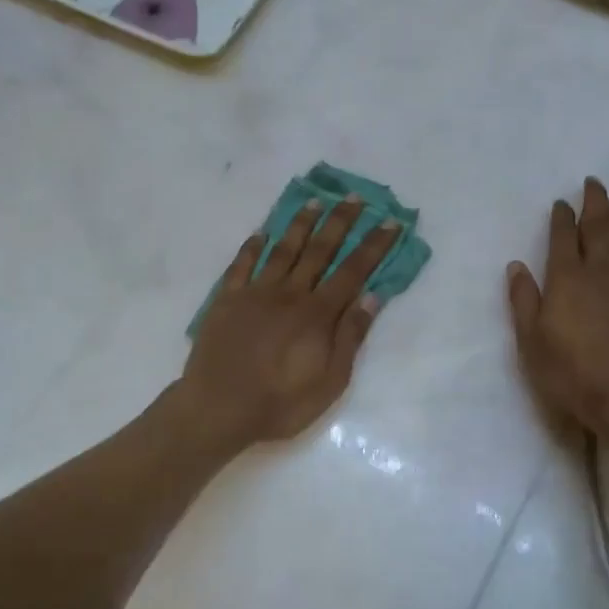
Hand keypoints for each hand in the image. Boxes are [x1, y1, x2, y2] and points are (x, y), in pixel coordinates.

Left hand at [180, 198, 400, 451]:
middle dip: (340, 222)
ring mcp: (255, 293)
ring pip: (282, 250)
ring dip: (300, 224)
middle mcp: (289, 293)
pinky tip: (261, 232)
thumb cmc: (280, 403)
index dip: (373, 246)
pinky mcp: (227, 300)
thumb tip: (372, 297)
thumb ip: (350, 337)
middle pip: (320, 250)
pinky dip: (252, 247)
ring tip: (314, 201)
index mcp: (317, 314)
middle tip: (354, 197)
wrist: (217, 410)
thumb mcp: (330, 381)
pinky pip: (241, 265)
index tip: (390, 223)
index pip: (353, 271)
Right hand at [507, 177, 608, 434]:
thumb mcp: (531, 341)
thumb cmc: (571, 371)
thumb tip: (516, 265)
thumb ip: (524, 300)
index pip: (564, 237)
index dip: (562, 217)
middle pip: (599, 227)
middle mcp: (599, 271)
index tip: (561, 202)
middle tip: (593, 183)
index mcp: (567, 279)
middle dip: (594, 203)